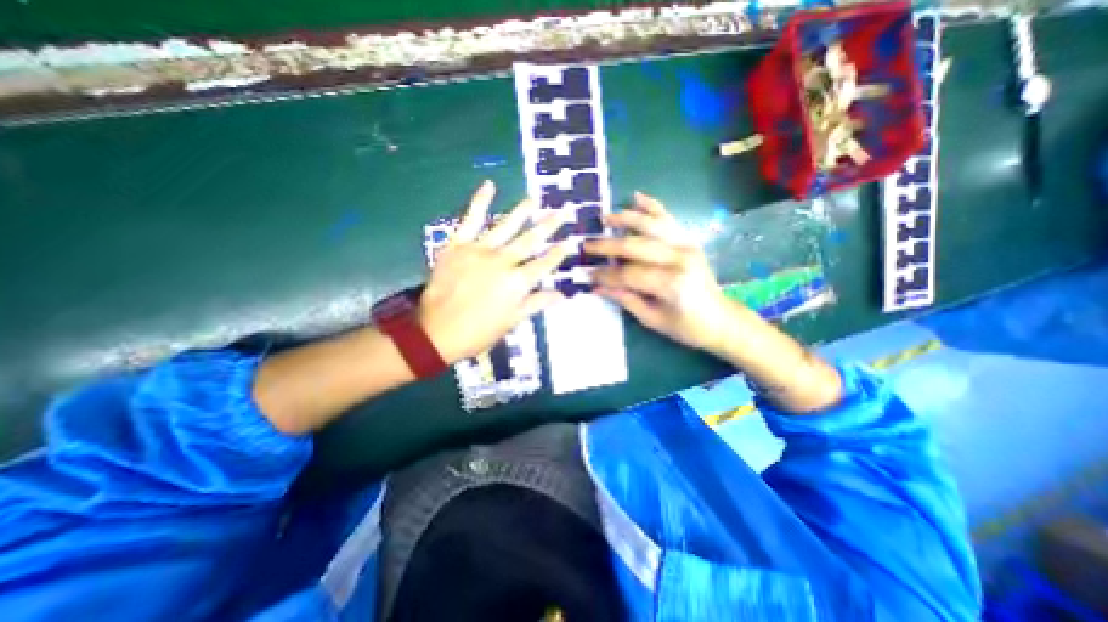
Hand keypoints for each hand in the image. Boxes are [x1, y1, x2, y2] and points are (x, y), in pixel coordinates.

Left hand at [417, 181, 570, 360]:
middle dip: (549, 226)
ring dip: (523, 211)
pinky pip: (471, 219)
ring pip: (506, 226)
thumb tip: (562, 294)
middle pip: (530, 240)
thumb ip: (536, 303)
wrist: (436, 332)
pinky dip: (480, 201)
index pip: (544, 264)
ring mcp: (480, 250)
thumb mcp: (512, 321)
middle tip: (562, 211)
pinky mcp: (458, 244)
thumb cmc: (478, 332)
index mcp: (517, 283)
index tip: (568, 242)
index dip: (557, 253)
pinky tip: (489, 185)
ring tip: (535, 199)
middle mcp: (503, 261)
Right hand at [583, 193, 738, 356]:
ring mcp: (686, 245)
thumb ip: (625, 299)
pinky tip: (636, 197)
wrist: (720, 319)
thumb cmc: (686, 326)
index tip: (588, 275)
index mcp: (671, 284)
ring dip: (626, 218)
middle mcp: (679, 259)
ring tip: (605, 217)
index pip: (629, 274)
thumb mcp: (652, 319)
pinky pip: (668, 219)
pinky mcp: (689, 240)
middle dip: (607, 245)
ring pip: (651, 225)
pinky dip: (652, 206)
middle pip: (635, 245)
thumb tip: (597, 287)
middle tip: (586, 245)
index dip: (606, 275)